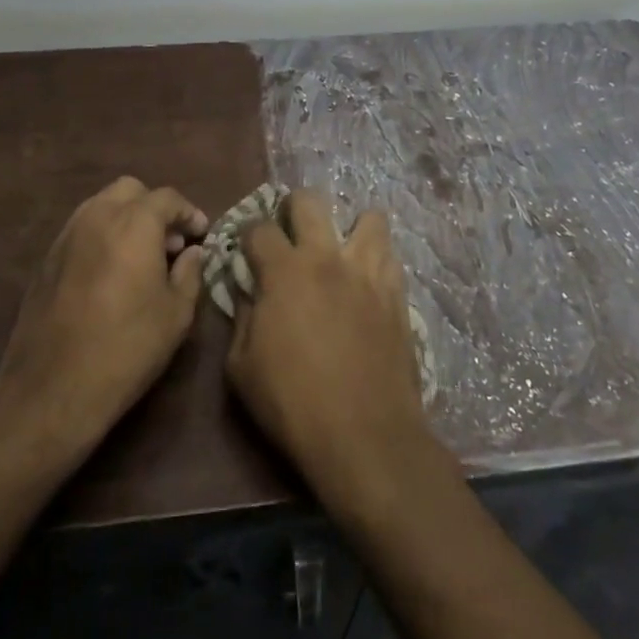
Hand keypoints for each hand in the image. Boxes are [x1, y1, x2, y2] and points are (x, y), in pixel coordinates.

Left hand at [0, 177, 208, 454]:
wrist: (53, 387)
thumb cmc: (127, 347)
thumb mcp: (176, 314)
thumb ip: (189, 273)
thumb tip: (192, 252)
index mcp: (134, 222)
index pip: (167, 197)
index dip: (188, 212)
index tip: (201, 233)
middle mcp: (98, 216)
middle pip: (131, 190)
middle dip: (154, 207)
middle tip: (170, 241)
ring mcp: (67, 234)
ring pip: (102, 205)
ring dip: (126, 218)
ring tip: (141, 256)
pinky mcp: (48, 257)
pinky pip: (82, 228)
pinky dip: (103, 235)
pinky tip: (111, 271)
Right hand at [225, 190, 435, 504]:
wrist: (365, 437)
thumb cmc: (293, 404)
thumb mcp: (241, 368)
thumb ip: (242, 319)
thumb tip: (248, 293)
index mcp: (284, 271)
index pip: (259, 227)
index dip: (248, 235)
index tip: (248, 250)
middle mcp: (326, 258)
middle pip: (310, 200)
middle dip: (294, 208)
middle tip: (292, 233)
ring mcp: (367, 272)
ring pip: (368, 217)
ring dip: (350, 227)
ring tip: (341, 249)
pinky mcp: (396, 294)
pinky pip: (391, 256)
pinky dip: (377, 258)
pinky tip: (367, 279)